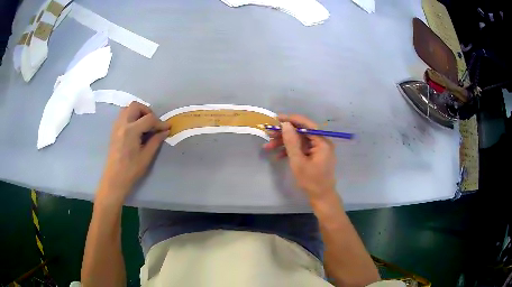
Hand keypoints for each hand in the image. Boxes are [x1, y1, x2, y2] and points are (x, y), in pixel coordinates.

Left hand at [98, 102, 168, 203]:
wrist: (114, 179)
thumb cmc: (131, 170)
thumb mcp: (146, 156)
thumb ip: (156, 140)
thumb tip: (165, 131)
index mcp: (131, 131)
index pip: (149, 118)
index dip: (160, 122)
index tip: (167, 128)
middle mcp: (122, 124)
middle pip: (135, 106)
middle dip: (147, 111)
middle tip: (153, 124)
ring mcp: (116, 126)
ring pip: (127, 108)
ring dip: (138, 112)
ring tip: (144, 125)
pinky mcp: (114, 130)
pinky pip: (123, 115)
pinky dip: (131, 117)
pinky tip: (136, 129)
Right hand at [264, 115, 336, 201]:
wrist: (321, 197)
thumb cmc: (311, 180)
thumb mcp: (298, 161)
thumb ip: (291, 142)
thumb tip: (285, 124)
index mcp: (322, 141)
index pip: (306, 124)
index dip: (291, 120)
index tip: (276, 118)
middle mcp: (322, 142)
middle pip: (301, 132)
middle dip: (284, 133)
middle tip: (269, 133)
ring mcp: (318, 149)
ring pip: (299, 140)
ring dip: (284, 143)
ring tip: (268, 146)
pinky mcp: (314, 155)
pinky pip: (301, 148)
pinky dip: (290, 151)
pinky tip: (278, 155)